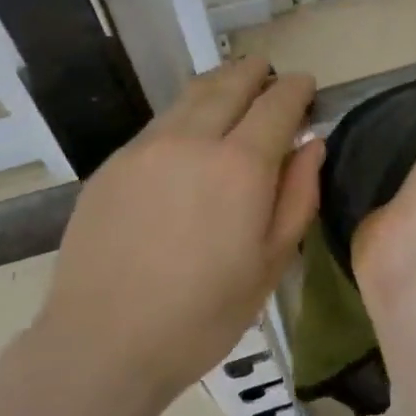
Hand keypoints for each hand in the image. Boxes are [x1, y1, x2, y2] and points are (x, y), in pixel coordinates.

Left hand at [39, 57, 324, 401]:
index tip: (305, 86)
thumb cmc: (202, 315)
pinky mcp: (113, 164)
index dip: (295, 89)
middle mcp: (191, 141)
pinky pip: (159, 123)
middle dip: (254, 73)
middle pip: (229, 85)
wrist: (103, 342)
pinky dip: (185, 112)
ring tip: (233, 86)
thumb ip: (297, 197)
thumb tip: (312, 145)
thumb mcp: (270, 264)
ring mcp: (145, 148)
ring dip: (218, 84)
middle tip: (269, 73)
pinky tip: (189, 130)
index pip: (276, 105)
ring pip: (189, 96)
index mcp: (239, 166)